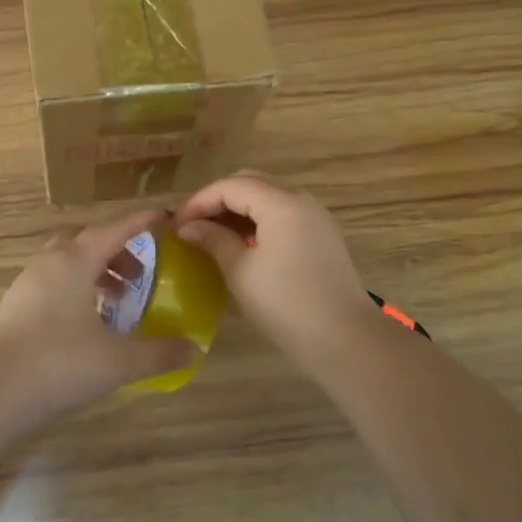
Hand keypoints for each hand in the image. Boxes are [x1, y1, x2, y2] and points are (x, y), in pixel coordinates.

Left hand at [0, 210, 199, 416]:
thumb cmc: (58, 364)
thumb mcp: (118, 361)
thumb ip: (158, 352)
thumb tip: (193, 348)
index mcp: (74, 262)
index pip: (114, 230)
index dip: (140, 222)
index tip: (163, 217)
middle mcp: (49, 263)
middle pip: (87, 242)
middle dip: (117, 252)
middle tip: (140, 276)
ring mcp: (27, 284)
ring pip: (67, 264)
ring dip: (95, 273)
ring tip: (117, 302)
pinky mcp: (14, 307)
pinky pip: (52, 284)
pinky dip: (76, 291)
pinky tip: (87, 323)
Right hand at [173, 172, 375, 362]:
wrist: (344, 339)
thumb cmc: (285, 303)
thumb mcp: (240, 271)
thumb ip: (213, 240)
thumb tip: (188, 227)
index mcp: (281, 203)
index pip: (230, 185)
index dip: (199, 201)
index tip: (176, 224)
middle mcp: (301, 200)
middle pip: (251, 182)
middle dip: (219, 199)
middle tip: (194, 225)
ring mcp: (316, 217)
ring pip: (269, 196)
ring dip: (239, 209)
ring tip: (213, 235)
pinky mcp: (322, 236)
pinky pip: (284, 213)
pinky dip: (259, 220)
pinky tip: (243, 244)